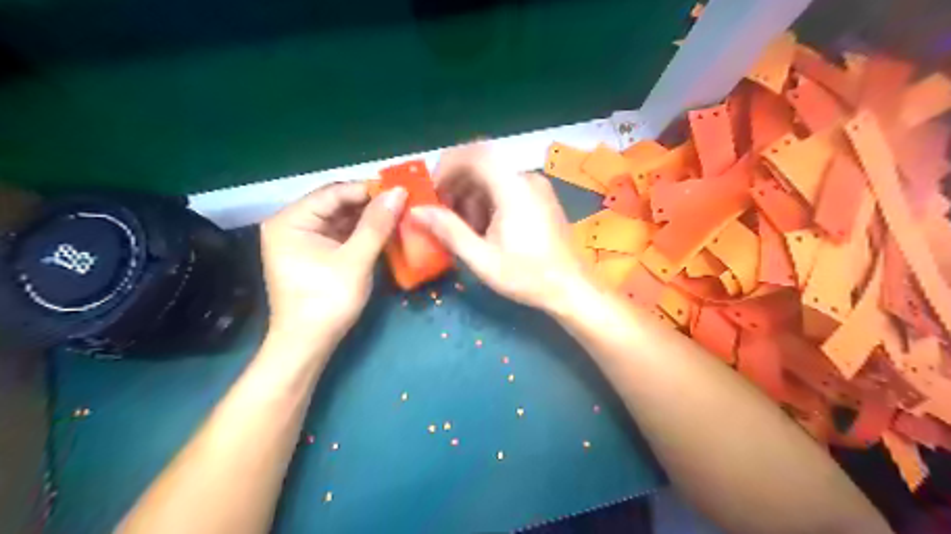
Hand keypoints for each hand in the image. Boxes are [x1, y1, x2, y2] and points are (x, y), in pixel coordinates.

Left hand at [260, 183, 405, 348]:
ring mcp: (302, 239)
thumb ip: (376, 224)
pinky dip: (361, 232)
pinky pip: (340, 234)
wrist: (308, 345)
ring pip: (340, 219)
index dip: (368, 189)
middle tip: (403, 202)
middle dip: (370, 204)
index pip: (333, 193)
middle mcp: (292, 224)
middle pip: (336, 204)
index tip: (400, 189)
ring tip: (399, 213)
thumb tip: (399, 192)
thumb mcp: (355, 260)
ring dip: (368, 218)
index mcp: (291, 221)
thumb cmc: (326, 301)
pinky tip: (384, 230)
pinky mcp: (314, 253)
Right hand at [413, 145, 590, 313]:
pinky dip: (487, 201)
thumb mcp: (482, 258)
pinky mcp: (540, 198)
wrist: (571, 289)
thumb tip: (417, 210)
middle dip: (456, 185)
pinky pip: (506, 188)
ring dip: (471, 196)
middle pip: (482, 165)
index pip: (475, 154)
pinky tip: (484, 229)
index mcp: (513, 188)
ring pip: (493, 178)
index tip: (432, 191)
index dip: (447, 166)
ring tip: (463, 229)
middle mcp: (526, 179)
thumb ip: (448, 231)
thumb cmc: (527, 276)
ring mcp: (536, 187)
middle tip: (442, 214)